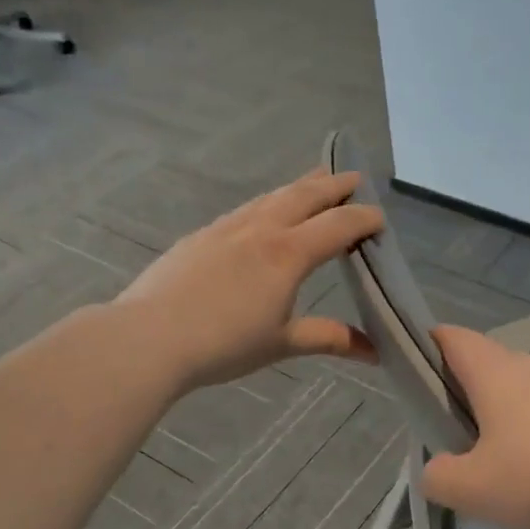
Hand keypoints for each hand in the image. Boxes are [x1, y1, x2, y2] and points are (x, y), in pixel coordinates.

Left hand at [114, 168, 383, 391]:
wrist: (148, 338)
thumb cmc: (224, 343)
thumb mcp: (283, 343)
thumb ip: (330, 339)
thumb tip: (375, 352)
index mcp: (288, 254)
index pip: (337, 226)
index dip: (363, 218)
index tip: (381, 218)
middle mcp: (261, 230)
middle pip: (305, 196)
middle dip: (334, 185)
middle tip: (355, 177)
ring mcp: (227, 228)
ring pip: (272, 196)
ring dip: (299, 187)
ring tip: (315, 180)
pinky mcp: (202, 236)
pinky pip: (246, 208)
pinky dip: (268, 202)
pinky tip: (264, 211)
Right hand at [420, 326, 529, 528]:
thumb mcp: (475, 487)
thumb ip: (440, 477)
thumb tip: (437, 468)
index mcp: (494, 372)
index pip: (450, 337)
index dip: (425, 346)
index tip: (410, 376)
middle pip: (485, 367)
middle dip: (462, 394)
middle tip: (446, 436)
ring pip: (520, 396)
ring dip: (501, 422)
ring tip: (490, 466)